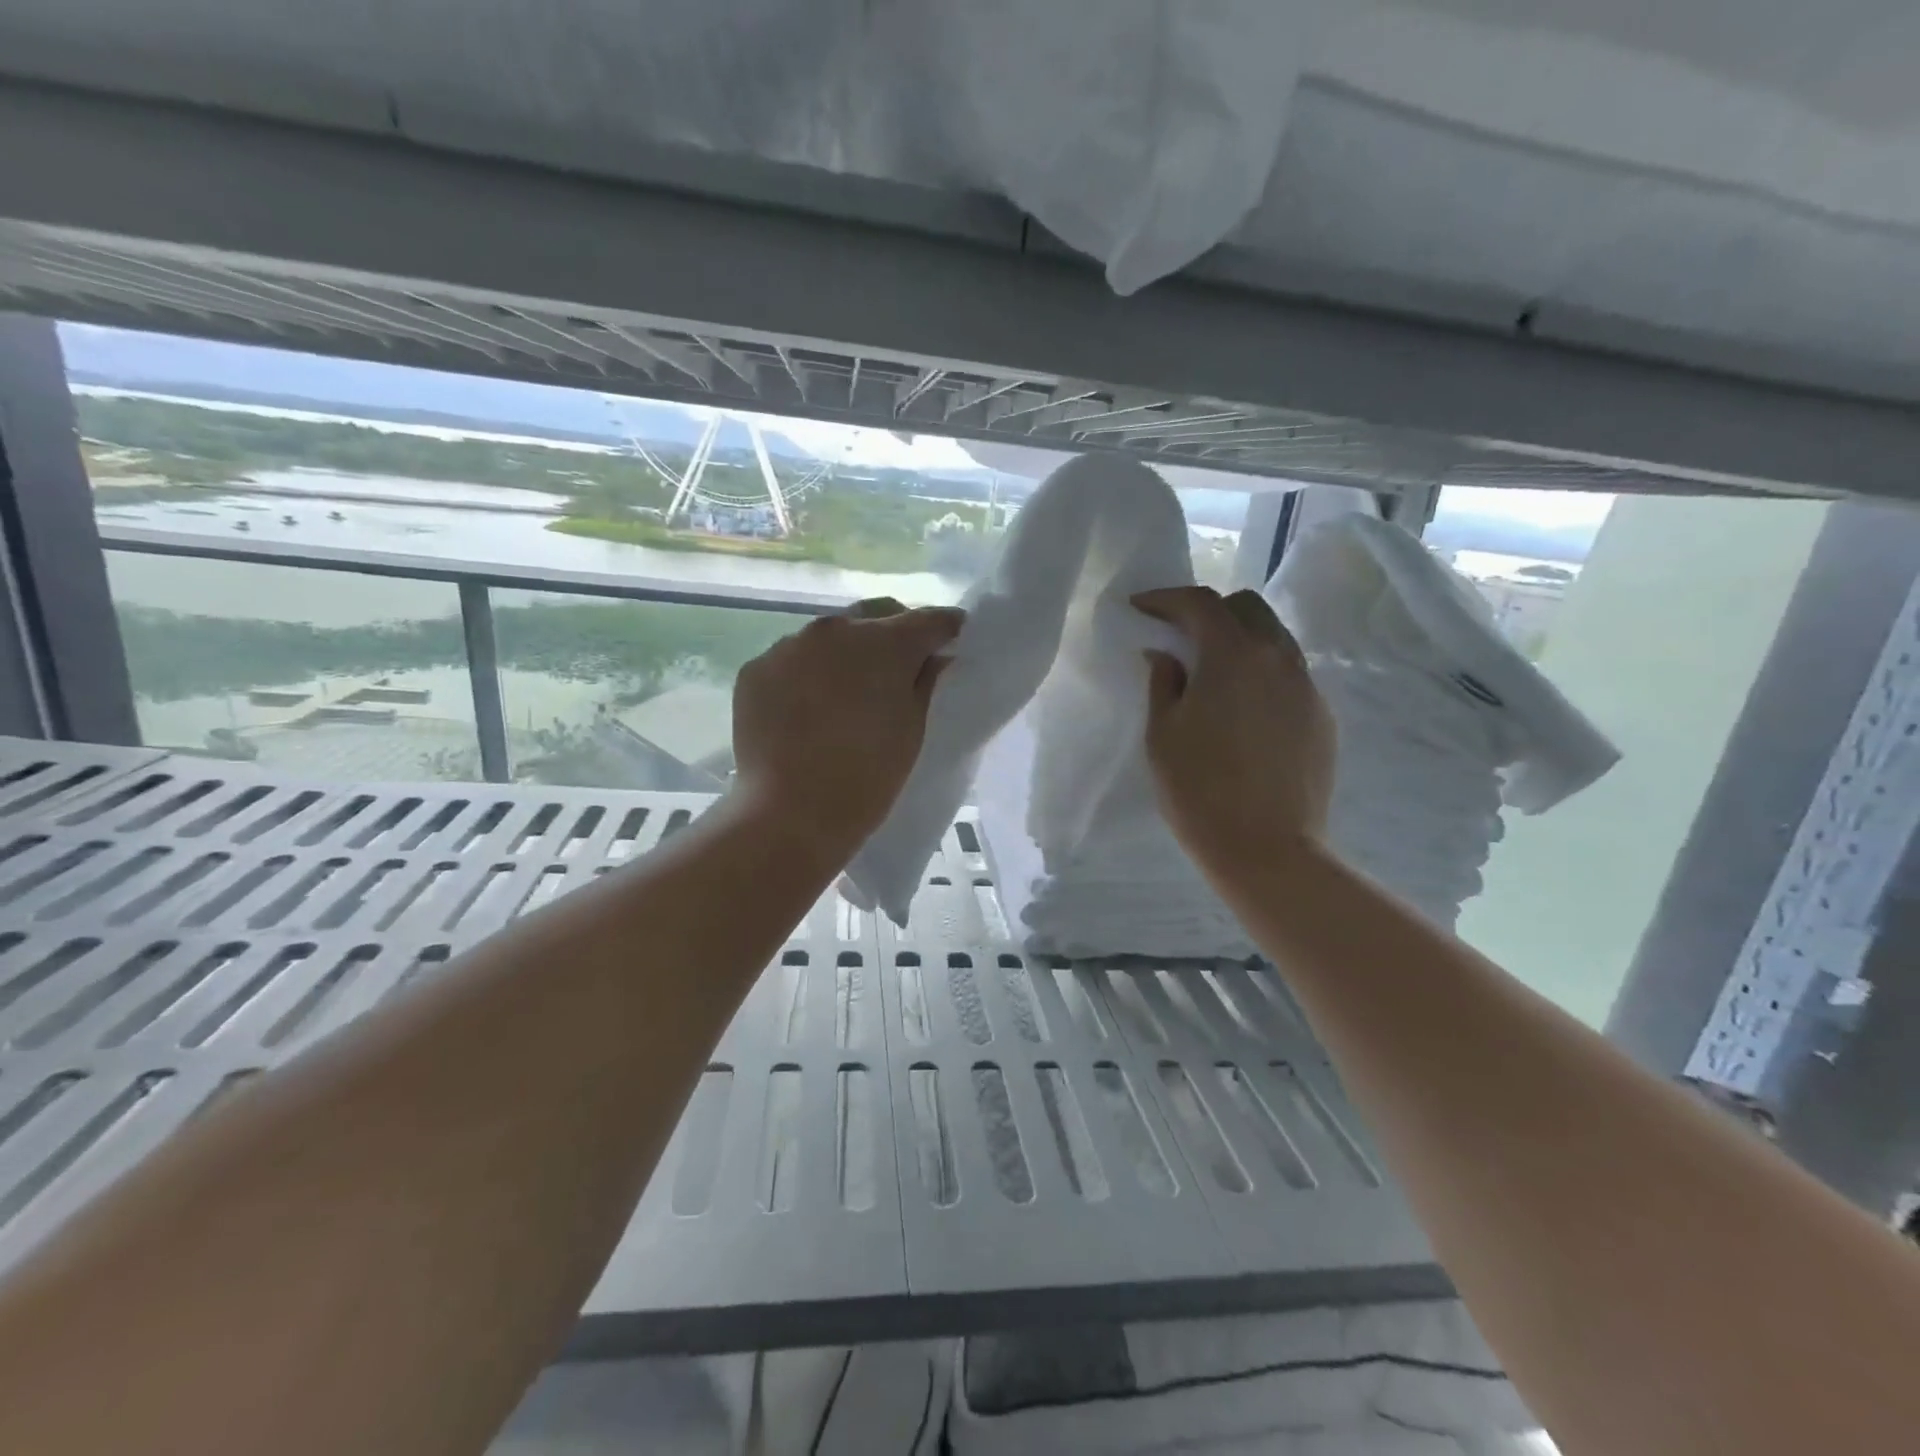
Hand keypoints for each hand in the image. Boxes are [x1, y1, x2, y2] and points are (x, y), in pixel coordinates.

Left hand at [732, 598, 962, 860]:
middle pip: (876, 616)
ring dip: (848, 652)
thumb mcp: (912, 730)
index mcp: (885, 642)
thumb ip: (926, 682)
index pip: (928, 619)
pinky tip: (810, 707)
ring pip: (830, 635)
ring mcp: (789, 645)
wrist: (790, 814)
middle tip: (903, 666)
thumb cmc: (867, 777)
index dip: (946, 629)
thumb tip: (935, 657)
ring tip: (850, 690)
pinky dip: (808, 672)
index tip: (953, 640)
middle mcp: (835, 629)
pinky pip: (793, 659)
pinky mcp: (756, 669)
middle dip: (895, 633)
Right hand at [1132, 586, 1334, 875]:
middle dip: (1209, 610)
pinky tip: (1241, 705)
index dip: (1166, 599)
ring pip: (1274, 638)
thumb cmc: (1199, 790)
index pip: (1200, 603)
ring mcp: (1307, 686)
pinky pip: (1289, 673)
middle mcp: (1278, 657)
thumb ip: (1163, 682)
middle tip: (1179, 635)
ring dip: (1239, 639)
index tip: (1140, 608)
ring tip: (1211, 669)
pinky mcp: (1321, 715)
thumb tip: (1164, 654)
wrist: (1267, 849)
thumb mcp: (1162, 734)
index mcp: (1233, 656)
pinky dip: (1260, 671)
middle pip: (1247, 608)